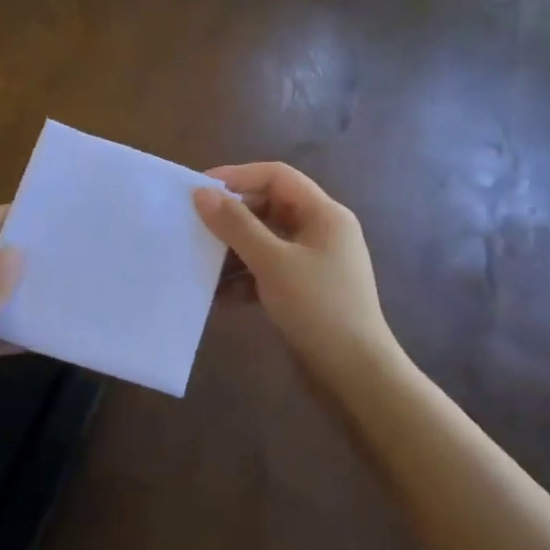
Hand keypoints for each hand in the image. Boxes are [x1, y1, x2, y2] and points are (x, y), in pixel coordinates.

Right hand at [193, 163, 398, 396]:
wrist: (355, 373)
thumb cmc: (318, 308)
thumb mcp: (273, 262)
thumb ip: (237, 225)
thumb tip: (202, 193)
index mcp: (324, 214)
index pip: (277, 176)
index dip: (238, 176)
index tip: (200, 189)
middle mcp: (321, 231)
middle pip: (270, 208)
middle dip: (232, 217)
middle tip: (194, 226)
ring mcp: (314, 262)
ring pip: (266, 242)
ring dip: (233, 251)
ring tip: (199, 263)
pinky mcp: (304, 290)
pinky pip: (268, 272)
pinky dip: (244, 279)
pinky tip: (217, 297)